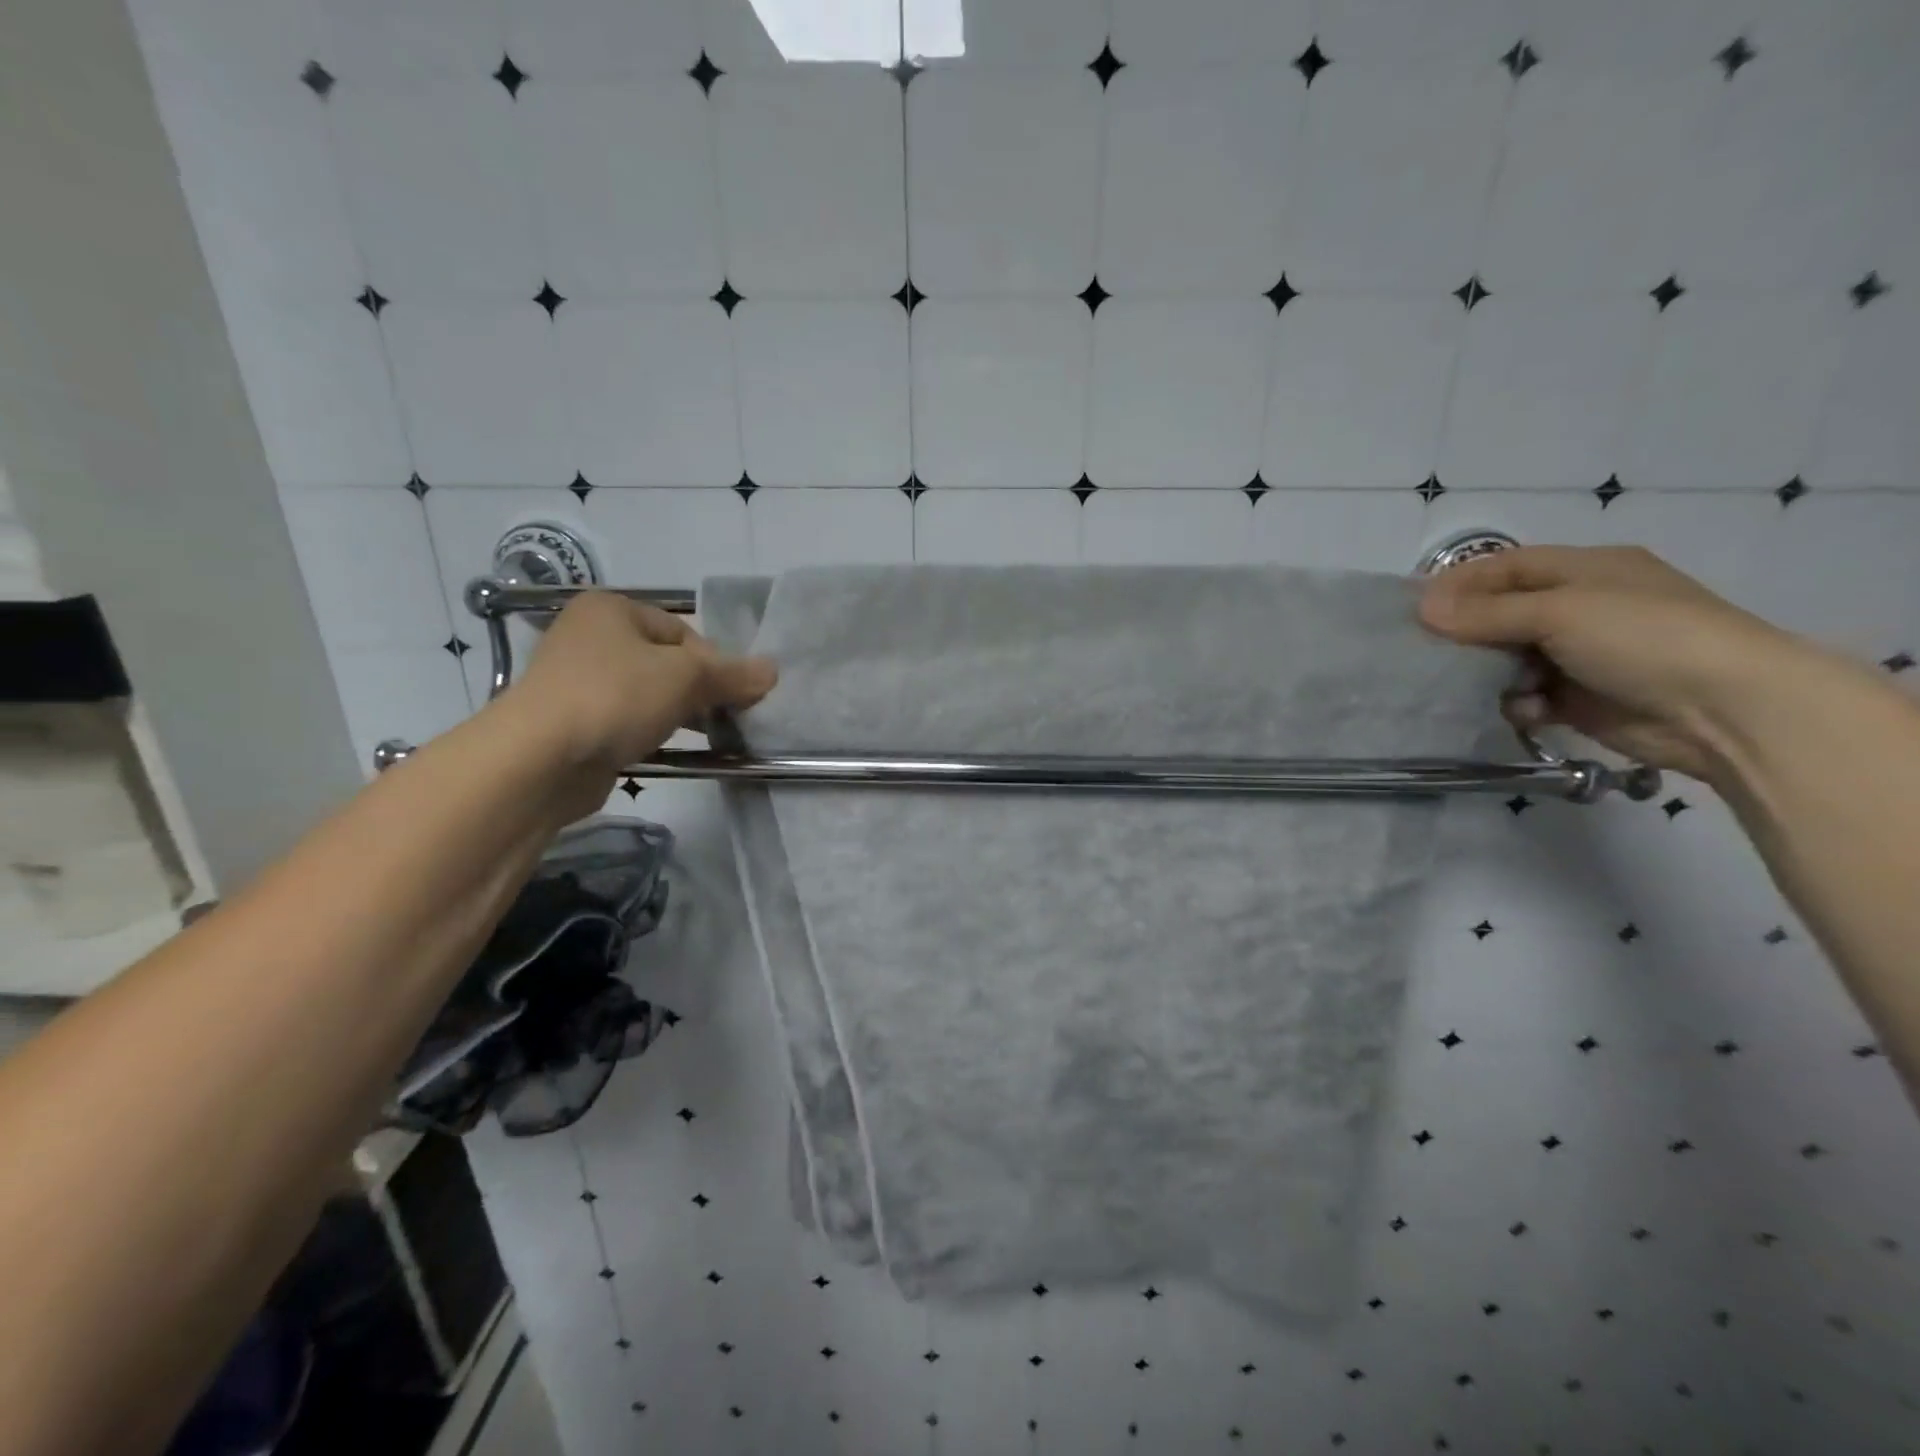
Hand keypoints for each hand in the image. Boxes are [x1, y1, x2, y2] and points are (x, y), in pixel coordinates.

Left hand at [502, 593, 776, 807]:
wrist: (539, 760)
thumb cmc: (615, 697)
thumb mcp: (685, 677)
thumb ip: (732, 674)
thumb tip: (773, 671)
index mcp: (612, 609)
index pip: (683, 631)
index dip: (715, 661)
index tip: (733, 693)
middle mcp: (590, 637)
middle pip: (667, 661)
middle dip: (700, 689)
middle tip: (726, 716)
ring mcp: (578, 682)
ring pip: (648, 693)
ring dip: (680, 712)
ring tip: (708, 735)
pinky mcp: (575, 723)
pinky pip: (628, 720)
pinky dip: (652, 731)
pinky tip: (672, 750)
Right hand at [1417, 545, 1812, 785]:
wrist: (1726, 709)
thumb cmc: (1643, 638)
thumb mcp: (1560, 612)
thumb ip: (1487, 612)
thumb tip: (1422, 608)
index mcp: (1587, 570)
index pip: (1506, 566)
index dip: (1460, 583)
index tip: (1415, 607)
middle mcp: (1583, 607)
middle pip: (1502, 613)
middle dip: (1466, 632)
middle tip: (1425, 650)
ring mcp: (1583, 655)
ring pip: (1509, 658)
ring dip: (1489, 672)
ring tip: (1471, 684)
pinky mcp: (1581, 699)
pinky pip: (1528, 696)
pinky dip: (1518, 703)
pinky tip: (1524, 711)